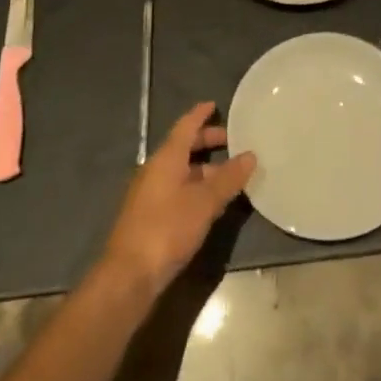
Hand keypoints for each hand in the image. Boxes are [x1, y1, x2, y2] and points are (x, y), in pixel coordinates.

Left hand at [101, 102, 255, 295]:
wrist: (129, 275)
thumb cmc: (167, 229)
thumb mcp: (204, 202)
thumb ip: (228, 178)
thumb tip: (250, 155)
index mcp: (166, 158)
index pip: (185, 126)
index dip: (200, 114)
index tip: (214, 105)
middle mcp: (156, 170)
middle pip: (183, 147)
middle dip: (206, 142)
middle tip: (232, 141)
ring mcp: (151, 194)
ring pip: (181, 171)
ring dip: (204, 169)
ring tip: (231, 175)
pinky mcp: (151, 216)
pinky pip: (178, 190)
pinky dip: (196, 188)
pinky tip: (212, 202)